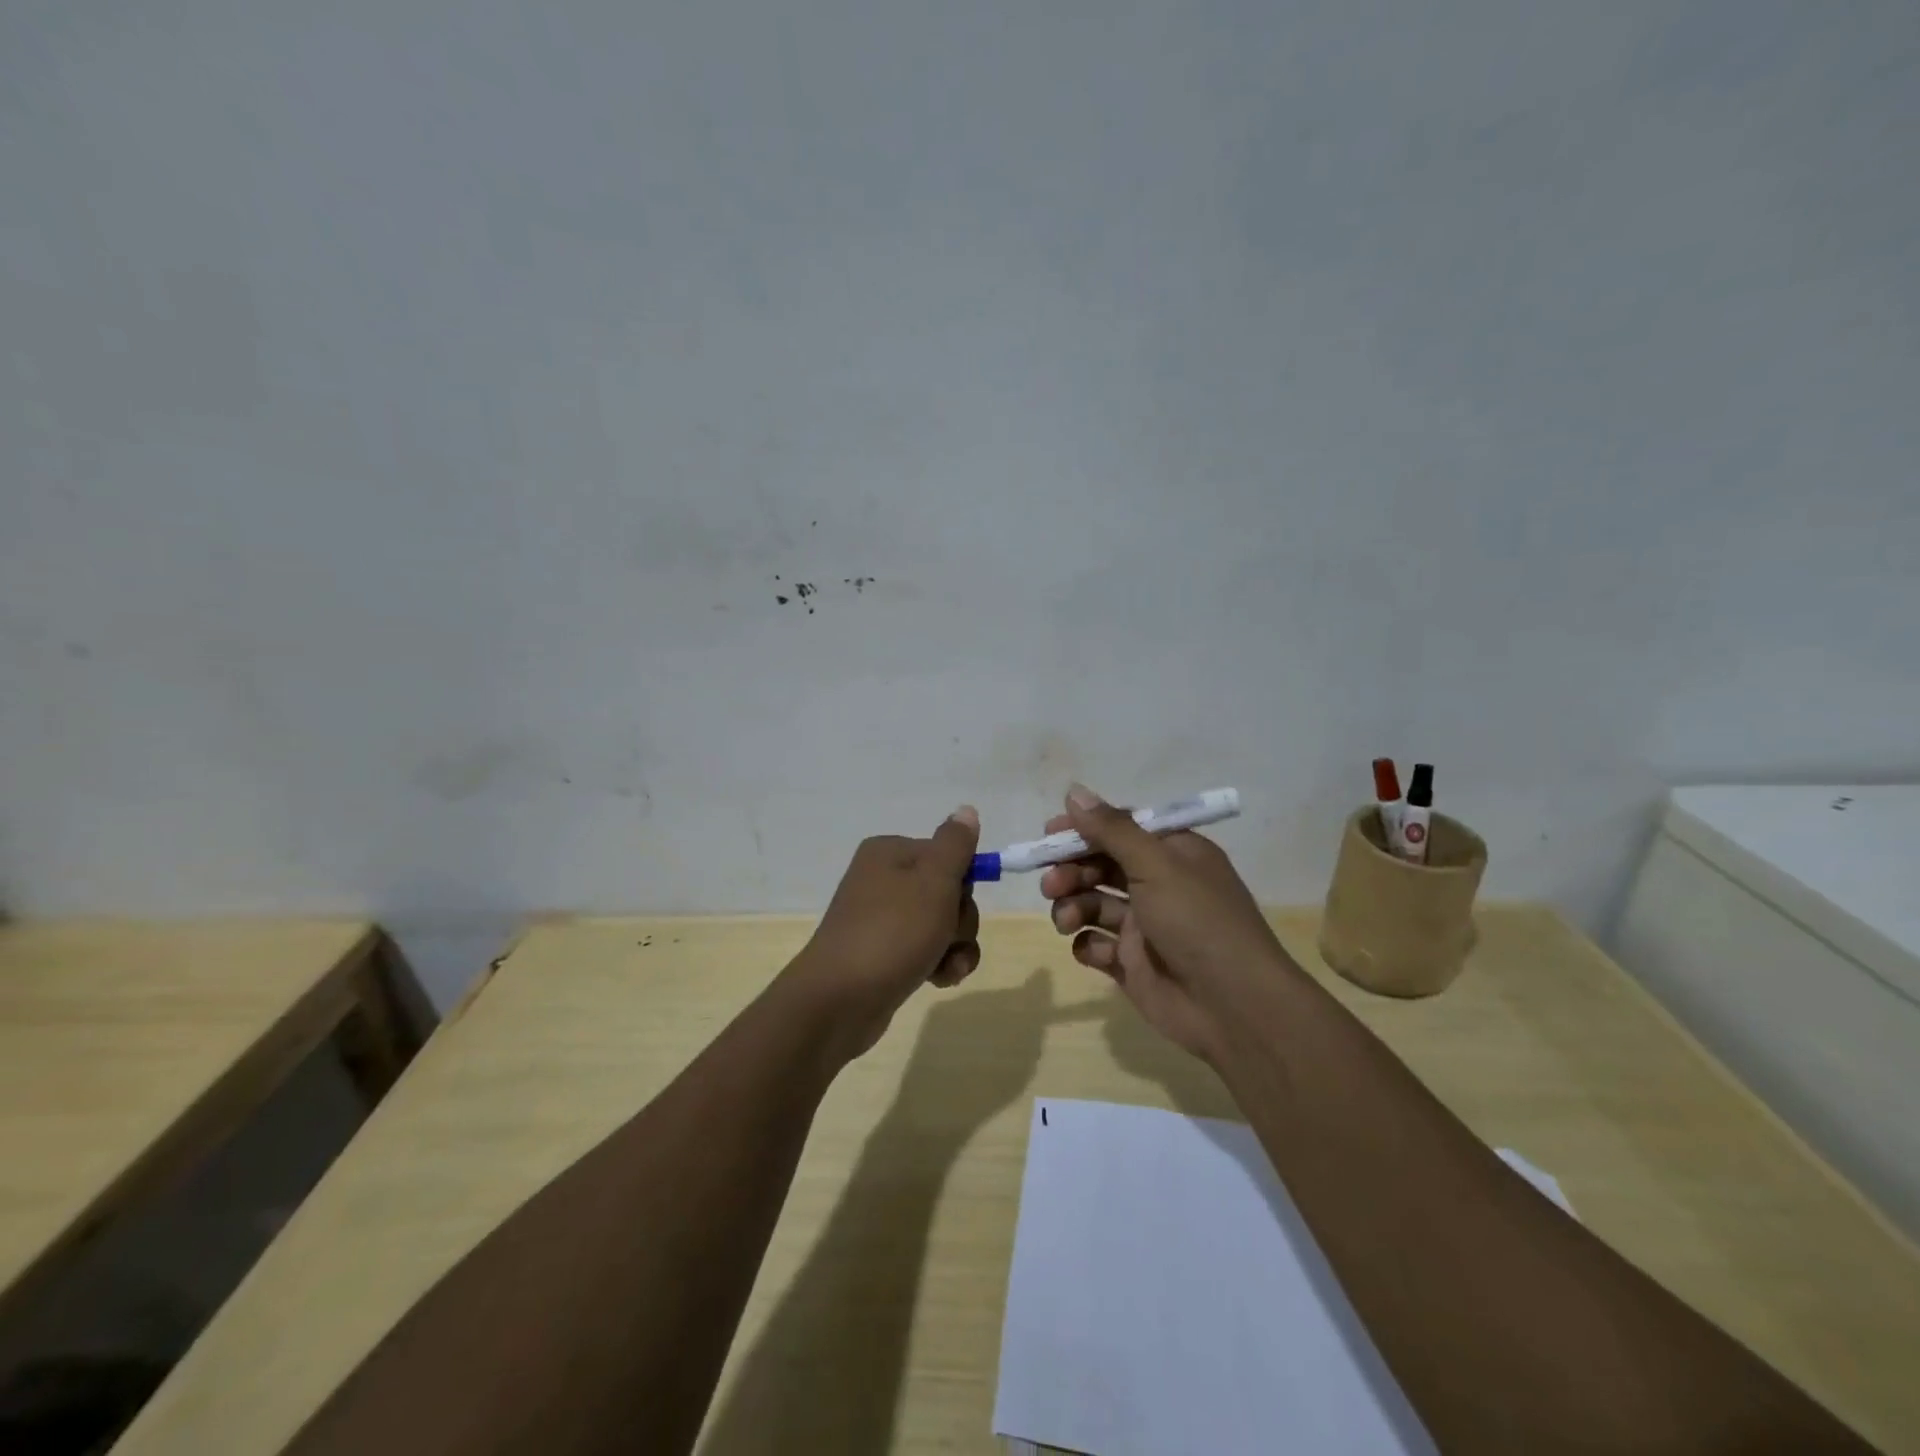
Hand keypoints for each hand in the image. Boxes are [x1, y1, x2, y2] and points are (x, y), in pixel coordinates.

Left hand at [784, 807, 982, 1058]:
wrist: (839, 1000)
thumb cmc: (892, 932)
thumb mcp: (933, 881)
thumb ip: (955, 845)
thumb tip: (966, 810)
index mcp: (889, 852)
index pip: (947, 855)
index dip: (962, 882)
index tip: (957, 902)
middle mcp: (882, 880)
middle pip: (947, 891)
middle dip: (959, 920)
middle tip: (946, 937)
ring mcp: (881, 919)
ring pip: (941, 925)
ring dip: (954, 946)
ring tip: (945, 966)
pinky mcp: (882, 955)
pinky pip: (925, 950)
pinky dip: (938, 963)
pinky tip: (938, 979)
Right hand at [1039, 784, 1292, 1062]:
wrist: (1234, 1007)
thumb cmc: (1199, 921)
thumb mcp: (1157, 865)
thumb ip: (1112, 829)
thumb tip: (1074, 790)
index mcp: (1172, 853)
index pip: (1120, 829)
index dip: (1084, 830)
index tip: (1050, 835)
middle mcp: (1157, 884)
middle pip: (1100, 865)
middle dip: (1071, 870)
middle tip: (1052, 883)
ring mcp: (1144, 926)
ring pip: (1092, 903)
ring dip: (1072, 906)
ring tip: (1068, 920)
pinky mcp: (1131, 963)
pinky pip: (1095, 945)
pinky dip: (1087, 944)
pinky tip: (1094, 950)